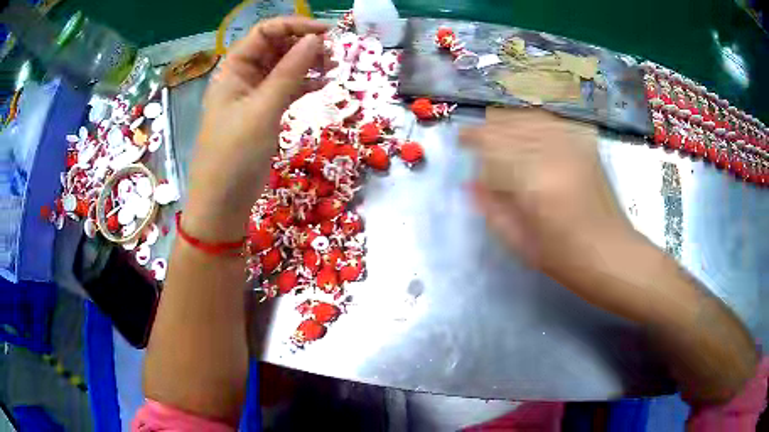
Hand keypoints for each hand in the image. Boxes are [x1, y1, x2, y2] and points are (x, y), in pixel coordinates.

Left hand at [184, 17, 328, 240]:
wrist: (223, 202)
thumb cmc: (235, 155)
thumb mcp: (262, 110)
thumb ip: (289, 72)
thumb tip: (316, 39)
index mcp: (233, 69)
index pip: (265, 33)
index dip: (295, 26)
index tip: (327, 33)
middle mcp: (243, 76)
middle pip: (276, 47)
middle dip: (304, 46)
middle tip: (334, 55)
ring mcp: (254, 95)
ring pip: (284, 67)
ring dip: (308, 64)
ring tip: (333, 69)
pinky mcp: (264, 113)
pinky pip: (287, 88)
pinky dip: (304, 84)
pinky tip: (323, 86)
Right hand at [460, 108, 631, 278]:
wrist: (614, 254)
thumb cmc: (567, 259)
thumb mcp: (522, 244)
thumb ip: (493, 210)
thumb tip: (471, 183)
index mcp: (536, 183)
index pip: (495, 143)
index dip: (474, 137)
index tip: (462, 139)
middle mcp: (555, 155)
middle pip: (513, 123)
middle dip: (490, 126)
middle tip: (478, 137)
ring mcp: (574, 147)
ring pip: (532, 117)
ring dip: (511, 120)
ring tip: (499, 129)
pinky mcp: (587, 146)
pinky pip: (554, 121)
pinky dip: (535, 120)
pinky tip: (528, 127)